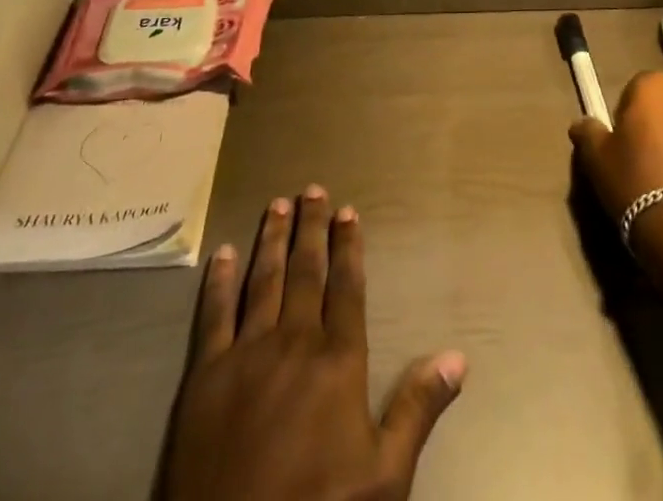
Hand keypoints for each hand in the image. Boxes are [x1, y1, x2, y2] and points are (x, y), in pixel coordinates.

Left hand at [162, 186, 465, 500]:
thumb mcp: (385, 476)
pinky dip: (218, 281)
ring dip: (271, 239)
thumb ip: (418, 408)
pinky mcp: (204, 374)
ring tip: (277, 205)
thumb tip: (458, 355)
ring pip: (263, 279)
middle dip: (310, 228)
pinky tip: (221, 254)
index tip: (348, 211)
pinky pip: (214, 314)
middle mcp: (294, 340)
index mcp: (338, 360)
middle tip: (312, 190)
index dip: (349, 246)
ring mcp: (246, 353)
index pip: (347, 286)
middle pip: (305, 270)